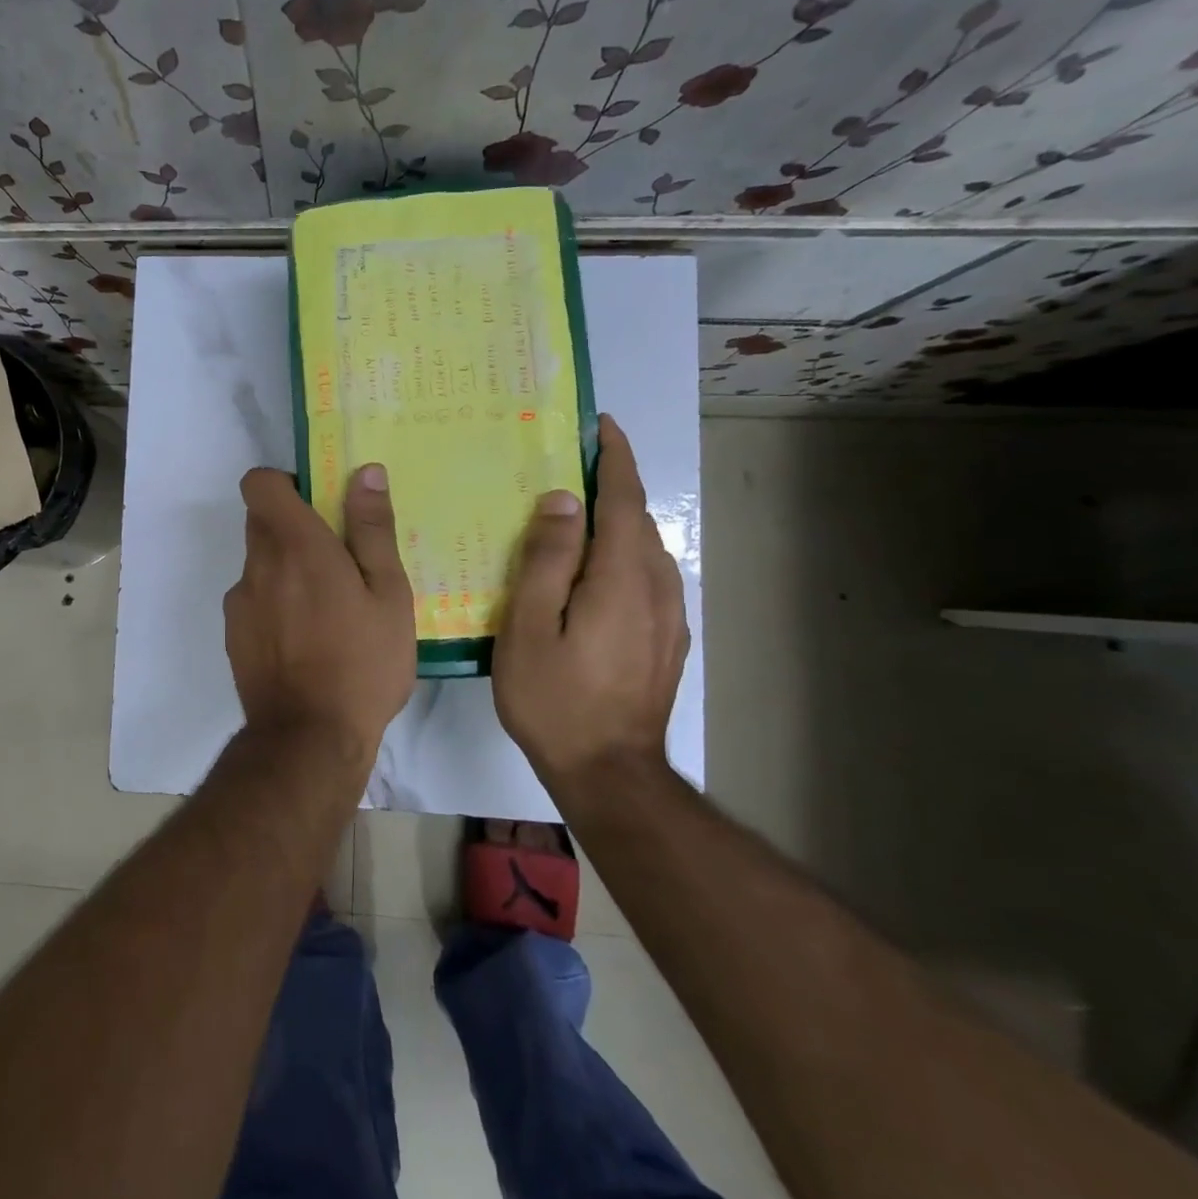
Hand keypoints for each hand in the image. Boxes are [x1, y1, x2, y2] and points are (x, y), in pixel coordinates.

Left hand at [224, 464, 416, 757]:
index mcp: (295, 545)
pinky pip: (254, 600)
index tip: (317, 502)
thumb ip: (372, 529)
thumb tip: (364, 472)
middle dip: (294, 527)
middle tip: (338, 559)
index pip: (259, 483)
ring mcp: (240, 602)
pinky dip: (275, 604)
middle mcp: (258, 565)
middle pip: (261, 522)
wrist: (309, 738)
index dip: (284, 482)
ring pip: (259, 564)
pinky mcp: (234, 635)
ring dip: (286, 569)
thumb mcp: (388, 595)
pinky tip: (307, 641)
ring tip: (329, 609)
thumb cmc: (362, 662)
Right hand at [493, 415, 689, 785]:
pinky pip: (649, 579)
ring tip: (579, 517)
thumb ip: (546, 560)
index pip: (624, 500)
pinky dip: (625, 556)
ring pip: (646, 551)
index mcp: (620, 578)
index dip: (615, 458)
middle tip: (571, 469)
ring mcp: (668, 618)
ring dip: (619, 523)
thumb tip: (561, 502)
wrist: (609, 773)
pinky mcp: (667, 641)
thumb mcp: (530, 627)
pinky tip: (598, 573)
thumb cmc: (555, 698)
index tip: (602, 425)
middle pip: (638, 521)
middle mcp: (655, 588)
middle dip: (613, 487)